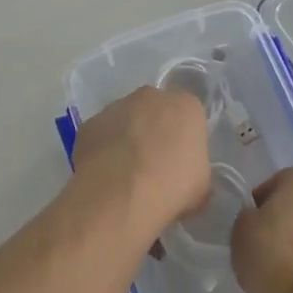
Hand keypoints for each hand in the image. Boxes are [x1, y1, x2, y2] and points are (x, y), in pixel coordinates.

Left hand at [71, 86, 211, 243]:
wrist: (120, 196)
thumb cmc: (171, 188)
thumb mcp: (201, 186)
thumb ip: (195, 168)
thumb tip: (185, 175)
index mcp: (185, 106)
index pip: (189, 114)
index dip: (184, 137)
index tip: (181, 159)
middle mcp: (150, 96)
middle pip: (156, 109)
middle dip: (155, 129)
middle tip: (154, 163)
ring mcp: (116, 106)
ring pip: (126, 118)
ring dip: (127, 137)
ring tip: (125, 172)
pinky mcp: (90, 122)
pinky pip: (102, 133)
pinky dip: (104, 148)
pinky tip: (105, 173)